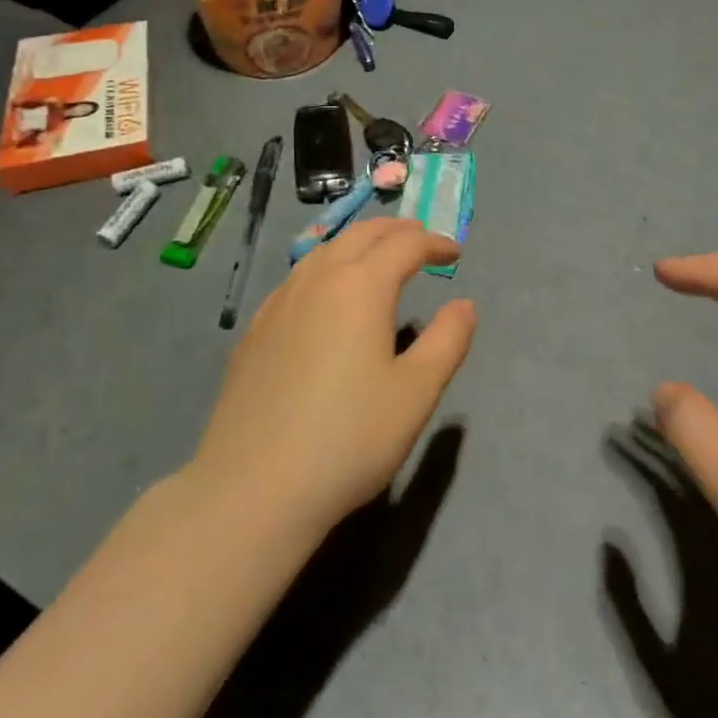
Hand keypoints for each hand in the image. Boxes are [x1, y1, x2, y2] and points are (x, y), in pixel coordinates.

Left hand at [190, 219, 476, 541]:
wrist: (254, 486)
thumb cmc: (349, 438)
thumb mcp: (415, 393)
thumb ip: (447, 341)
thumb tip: (464, 305)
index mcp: (360, 286)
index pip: (404, 245)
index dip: (433, 242)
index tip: (454, 251)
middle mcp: (318, 279)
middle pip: (360, 235)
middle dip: (395, 231)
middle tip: (419, 239)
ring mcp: (280, 302)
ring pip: (324, 251)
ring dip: (357, 244)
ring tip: (376, 257)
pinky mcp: (255, 329)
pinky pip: (298, 278)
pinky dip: (325, 268)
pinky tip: (324, 296)